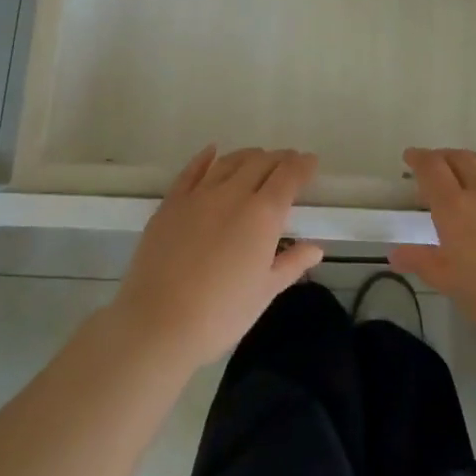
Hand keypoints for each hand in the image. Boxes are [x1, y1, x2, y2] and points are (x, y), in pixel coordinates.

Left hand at [113, 147, 323, 369]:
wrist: (158, 323)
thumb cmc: (221, 314)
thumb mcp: (265, 292)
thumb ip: (292, 263)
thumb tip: (316, 248)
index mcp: (263, 215)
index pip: (288, 177)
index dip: (302, 165)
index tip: (311, 161)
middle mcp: (233, 194)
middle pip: (261, 163)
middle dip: (279, 158)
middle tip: (288, 161)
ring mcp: (199, 195)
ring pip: (229, 162)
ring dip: (248, 155)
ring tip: (258, 156)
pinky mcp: (171, 203)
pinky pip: (192, 171)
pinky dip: (205, 157)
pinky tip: (212, 151)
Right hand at [390, 148, 475, 365]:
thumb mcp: (456, 288)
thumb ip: (426, 263)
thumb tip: (396, 253)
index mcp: (456, 210)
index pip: (431, 169)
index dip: (418, 159)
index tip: (410, 157)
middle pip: (459, 158)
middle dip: (442, 158)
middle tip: (434, 166)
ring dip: (471, 160)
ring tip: (466, 169)